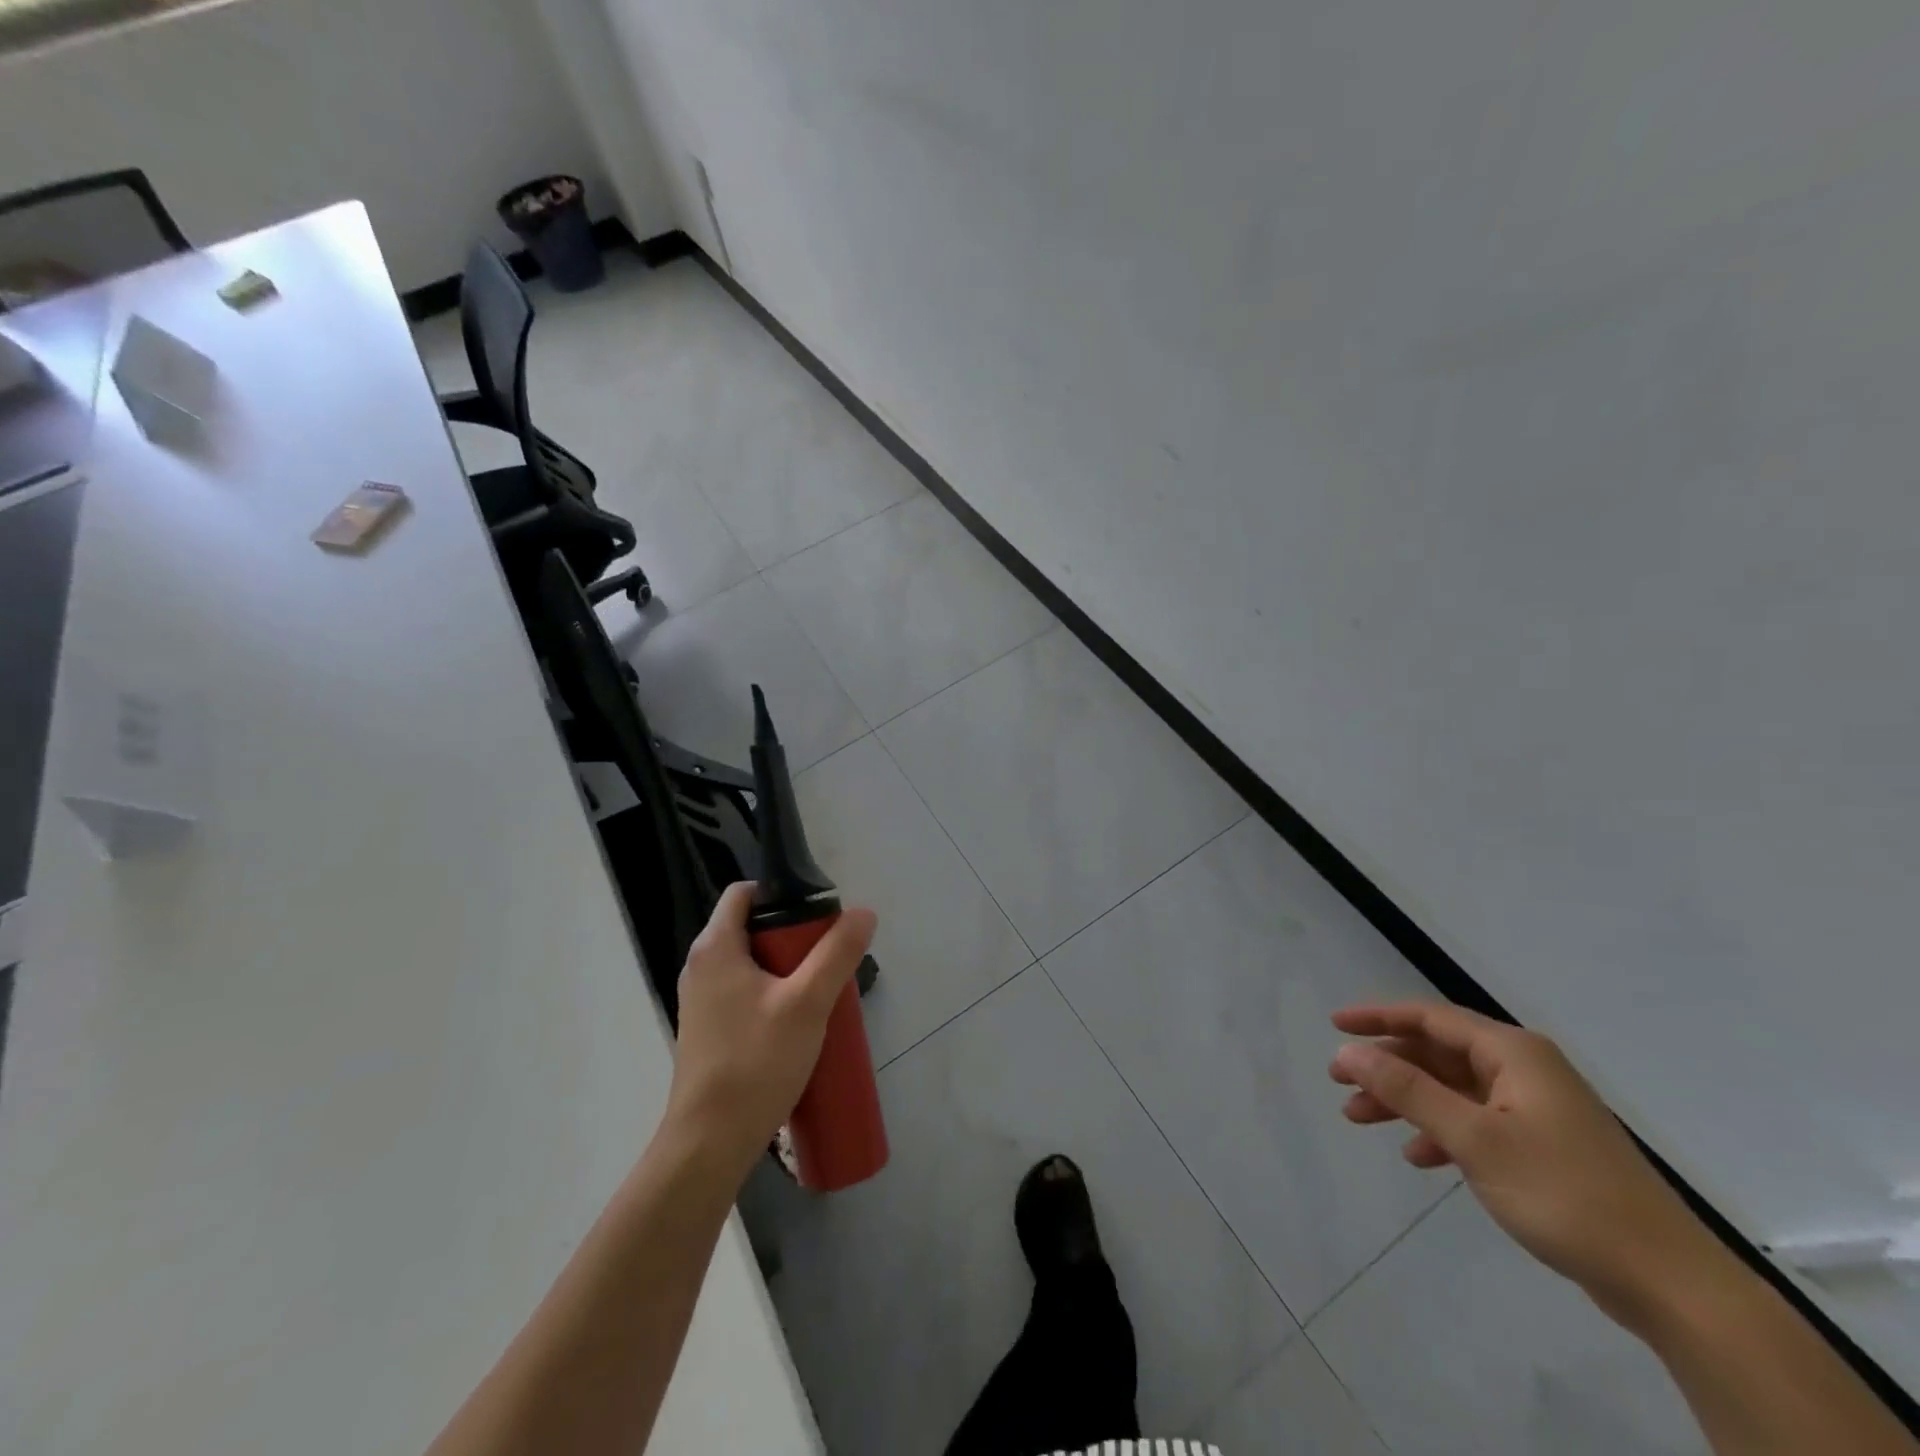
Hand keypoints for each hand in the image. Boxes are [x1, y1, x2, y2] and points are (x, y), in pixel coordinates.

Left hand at [666, 883, 877, 1178]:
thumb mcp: (807, 1003)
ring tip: (822, 990)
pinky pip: (746, 993)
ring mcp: (703, 1001)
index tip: (819, 914)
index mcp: (715, 948)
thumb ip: (837, 953)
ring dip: (788, 968)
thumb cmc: (756, 1062)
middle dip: (794, 936)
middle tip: (830, 955)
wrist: (709, 1143)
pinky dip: (774, 994)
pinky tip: (800, 1022)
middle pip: (752, 927)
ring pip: (752, 964)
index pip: (745, 892)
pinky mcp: (710, 1030)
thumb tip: (863, 913)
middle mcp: (701, 967)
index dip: (783, 893)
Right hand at [1329, 1002, 1713, 1323]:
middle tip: (1338, 1082)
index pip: (1429, 1017)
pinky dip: (1440, 1132)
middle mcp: (1524, 1069)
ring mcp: (1536, 1109)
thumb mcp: (1474, 1138)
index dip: (1377, 1017)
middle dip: (1386, 1066)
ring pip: (1451, 1089)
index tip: (1334, 1026)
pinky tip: (1418, 1157)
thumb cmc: (1564, 1194)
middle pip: (1437, 1053)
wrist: (1669, 1284)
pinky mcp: (1543, 1146)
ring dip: (1406, 1101)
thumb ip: (1407, 1090)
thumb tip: (1348, 1052)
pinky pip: (1475, 1122)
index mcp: (1513, 1053)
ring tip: (1359, 1118)